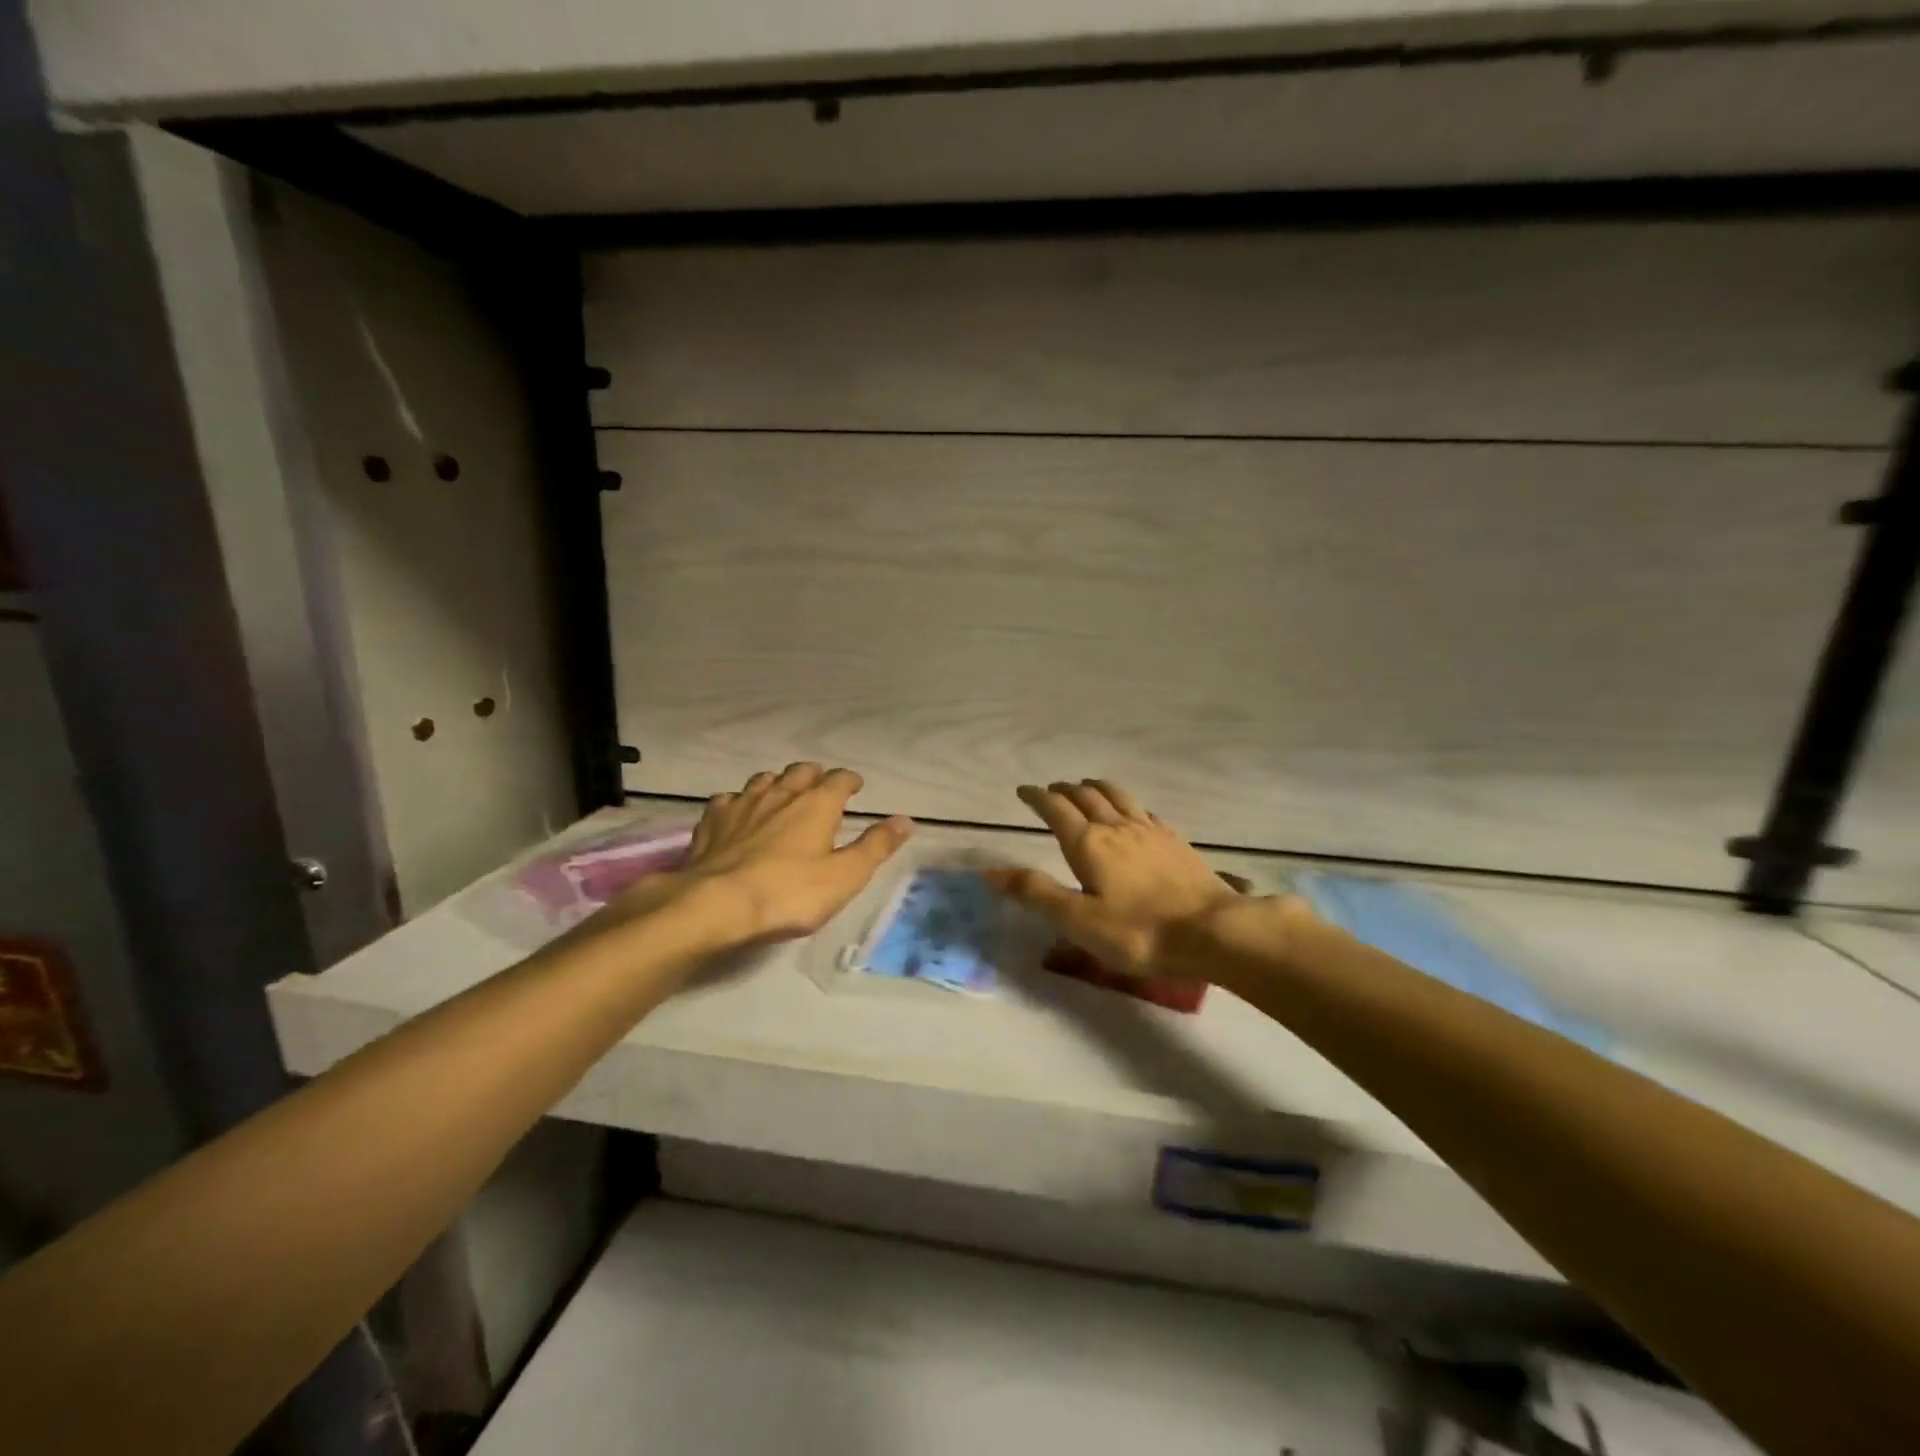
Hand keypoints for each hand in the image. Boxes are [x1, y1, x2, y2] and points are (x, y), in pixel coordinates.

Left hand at [632, 763, 912, 947]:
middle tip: (821, 787)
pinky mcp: (712, 822)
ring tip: (782, 796)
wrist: (716, 905)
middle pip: (800, 771)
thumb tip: (905, 820)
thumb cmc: (789, 893)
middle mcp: (780, 794)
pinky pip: (729, 800)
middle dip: (814, 775)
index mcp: (817, 804)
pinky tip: (738, 814)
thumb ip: (876, 846)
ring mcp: (742, 804)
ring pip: (764, 780)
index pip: (839, 779)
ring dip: (777, 783)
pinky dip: (739, 802)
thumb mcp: (845, 876)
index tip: (855, 786)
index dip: (850, 780)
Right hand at [985, 780, 1246, 980]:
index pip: (1055, 809)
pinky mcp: (1174, 841)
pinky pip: (1144, 811)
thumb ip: (1034, 893)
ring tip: (1086, 787)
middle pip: (1085, 797)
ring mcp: (1149, 831)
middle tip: (1051, 791)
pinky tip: (1133, 813)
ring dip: (1095, 788)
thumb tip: (989, 871)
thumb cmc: (1138, 931)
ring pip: (1117, 796)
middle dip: (1063, 790)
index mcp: (1088, 843)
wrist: (1212, 930)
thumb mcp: (1077, 920)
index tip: (1023, 791)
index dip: (1036, 797)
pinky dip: (1127, 804)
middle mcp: (1116, 827)